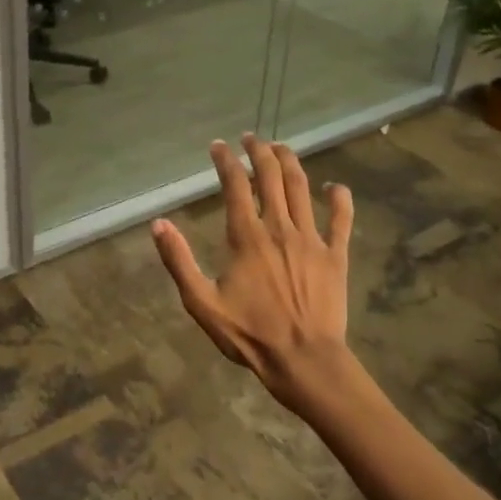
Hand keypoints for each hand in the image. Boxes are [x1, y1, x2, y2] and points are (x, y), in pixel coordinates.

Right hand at [151, 134, 363, 417]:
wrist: (304, 360)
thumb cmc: (249, 334)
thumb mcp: (201, 302)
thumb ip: (179, 261)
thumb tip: (158, 224)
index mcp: (246, 236)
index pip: (235, 185)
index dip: (225, 160)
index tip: (218, 146)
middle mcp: (279, 228)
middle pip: (271, 176)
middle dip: (259, 151)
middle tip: (251, 138)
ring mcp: (311, 239)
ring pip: (302, 188)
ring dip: (290, 162)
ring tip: (281, 148)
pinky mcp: (336, 255)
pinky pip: (342, 219)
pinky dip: (339, 198)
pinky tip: (335, 186)